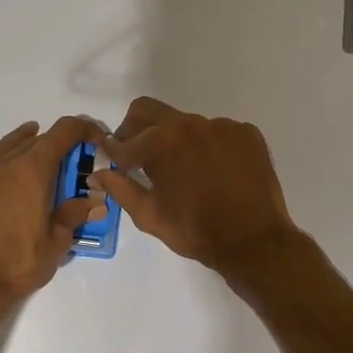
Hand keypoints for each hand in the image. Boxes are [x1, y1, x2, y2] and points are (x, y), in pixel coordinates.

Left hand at [0, 116, 105, 301]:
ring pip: (4, 150)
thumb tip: (96, 201)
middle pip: (33, 139)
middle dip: (55, 143)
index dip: (83, 129)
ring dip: (24, 148)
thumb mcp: (57, 242)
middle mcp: (2, 165)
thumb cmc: (18, 264)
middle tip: (68, 160)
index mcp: (31, 171)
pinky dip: (2, 171)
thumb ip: (75, 215)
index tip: (95, 138)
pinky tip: (5, 190)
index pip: (62, 132)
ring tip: (35, 155)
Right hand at [90, 97, 300, 276]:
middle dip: (135, 130)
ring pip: (185, 123)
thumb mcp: (150, 215)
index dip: (114, 152)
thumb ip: (121, 188)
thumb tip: (98, 172)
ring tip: (183, 171)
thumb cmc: (196, 231)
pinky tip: (214, 172)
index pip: (124, 139)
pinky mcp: (246, 133)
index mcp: (162, 142)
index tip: (113, 161)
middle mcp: (191, 123)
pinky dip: (207, 147)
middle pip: (149, 111)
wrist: (254, 241)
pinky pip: (217, 132)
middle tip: (137, 156)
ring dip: (175, 140)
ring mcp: (222, 126)